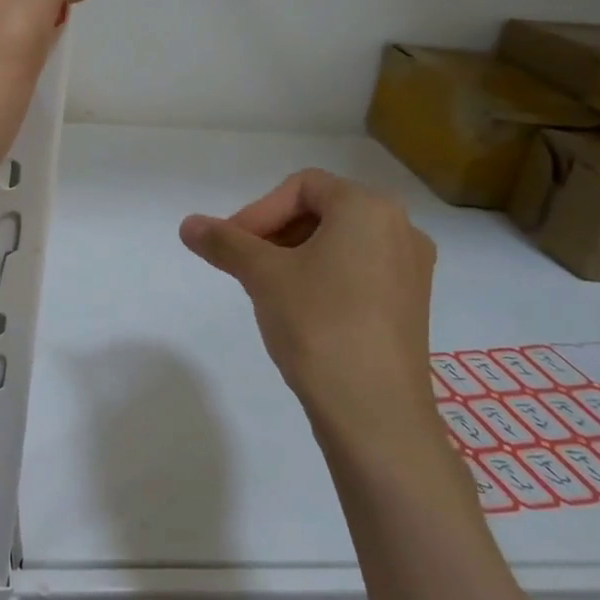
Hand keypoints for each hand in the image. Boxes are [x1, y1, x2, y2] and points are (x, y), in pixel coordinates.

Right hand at [180, 170, 437, 456]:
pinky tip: (301, 311)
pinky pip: (359, 272)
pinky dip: (324, 277)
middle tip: (244, 265)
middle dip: (275, 232)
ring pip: (340, 243)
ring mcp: (411, 269)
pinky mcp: (410, 305)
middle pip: (323, 211)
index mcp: (369, 208)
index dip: (258, 210)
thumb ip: (224, 242)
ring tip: (267, 289)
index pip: (302, 186)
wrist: (375, 412)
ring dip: (296, 255)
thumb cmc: (319, 324)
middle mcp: (400, 228)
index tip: (232, 246)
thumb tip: (188, 224)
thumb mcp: (262, 275)